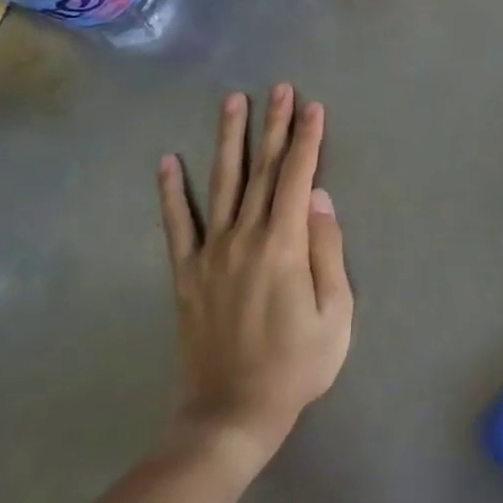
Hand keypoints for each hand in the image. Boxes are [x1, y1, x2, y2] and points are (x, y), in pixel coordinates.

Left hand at [157, 86, 352, 463]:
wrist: (230, 414)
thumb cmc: (296, 365)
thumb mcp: (335, 314)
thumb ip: (327, 251)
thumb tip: (320, 199)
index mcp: (283, 246)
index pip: (298, 178)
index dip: (307, 140)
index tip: (314, 107)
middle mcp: (244, 238)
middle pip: (262, 170)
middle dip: (273, 126)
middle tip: (280, 88)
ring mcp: (209, 253)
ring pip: (221, 184)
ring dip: (229, 140)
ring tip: (233, 102)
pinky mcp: (186, 273)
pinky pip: (176, 224)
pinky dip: (170, 191)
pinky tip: (167, 160)